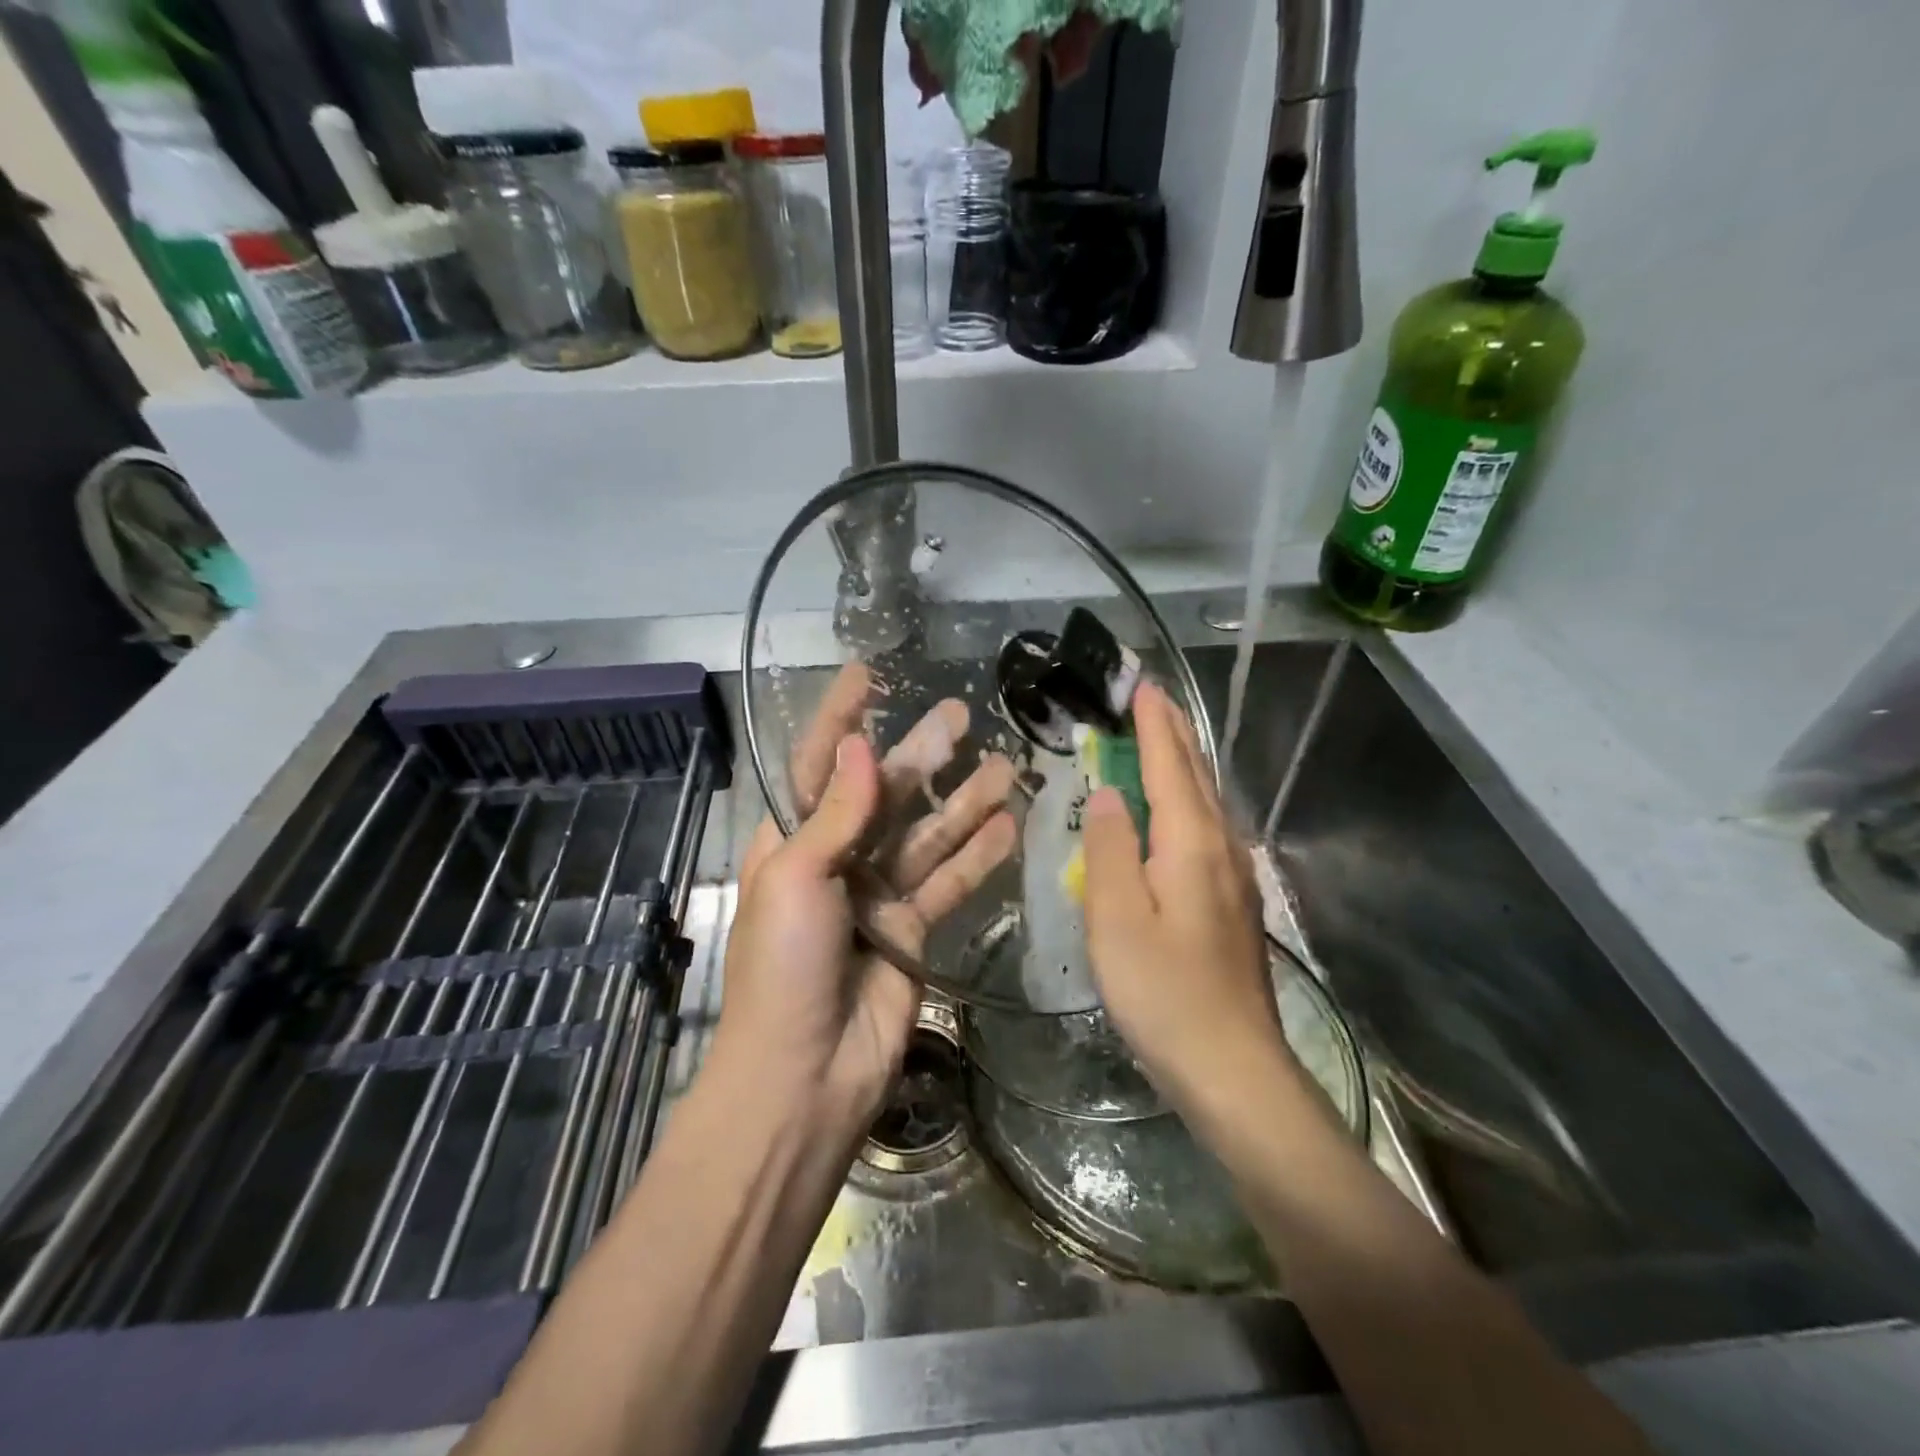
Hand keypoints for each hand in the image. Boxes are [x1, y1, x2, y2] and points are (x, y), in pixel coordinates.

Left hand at [715, 665, 1015, 1125]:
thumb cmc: (783, 969)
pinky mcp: (912, 930)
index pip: (818, 764)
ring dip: (965, 801)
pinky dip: (978, 856)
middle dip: (923, 754)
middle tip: (962, 714)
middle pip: (886, 794)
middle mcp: (836, 860)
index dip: (840, 717)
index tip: (868, 674)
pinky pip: (949, 882)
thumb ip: (835, 814)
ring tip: (1007, 765)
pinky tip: (1010, 826)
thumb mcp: (797, 879)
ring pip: (928, 835)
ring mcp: (878, 896)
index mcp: (793, 841)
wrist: (804, 1077)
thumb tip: (858, 745)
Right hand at [1081, 682, 1288, 1112]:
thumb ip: (1108, 849)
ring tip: (1161, 741)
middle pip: (1195, 776)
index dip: (1153, 725)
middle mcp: (1220, 848)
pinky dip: (1186, 801)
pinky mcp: (1232, 904)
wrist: (1233, 1067)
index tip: (1142, 686)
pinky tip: (1176, 815)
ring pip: (1205, 802)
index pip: (1168, 765)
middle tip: (1151, 700)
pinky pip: (1206, 830)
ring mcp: (1233, 877)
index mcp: (1190, 843)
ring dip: (1182, 764)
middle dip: (1173, 734)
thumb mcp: (1116, 920)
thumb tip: (1107, 793)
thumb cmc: (1164, 992)